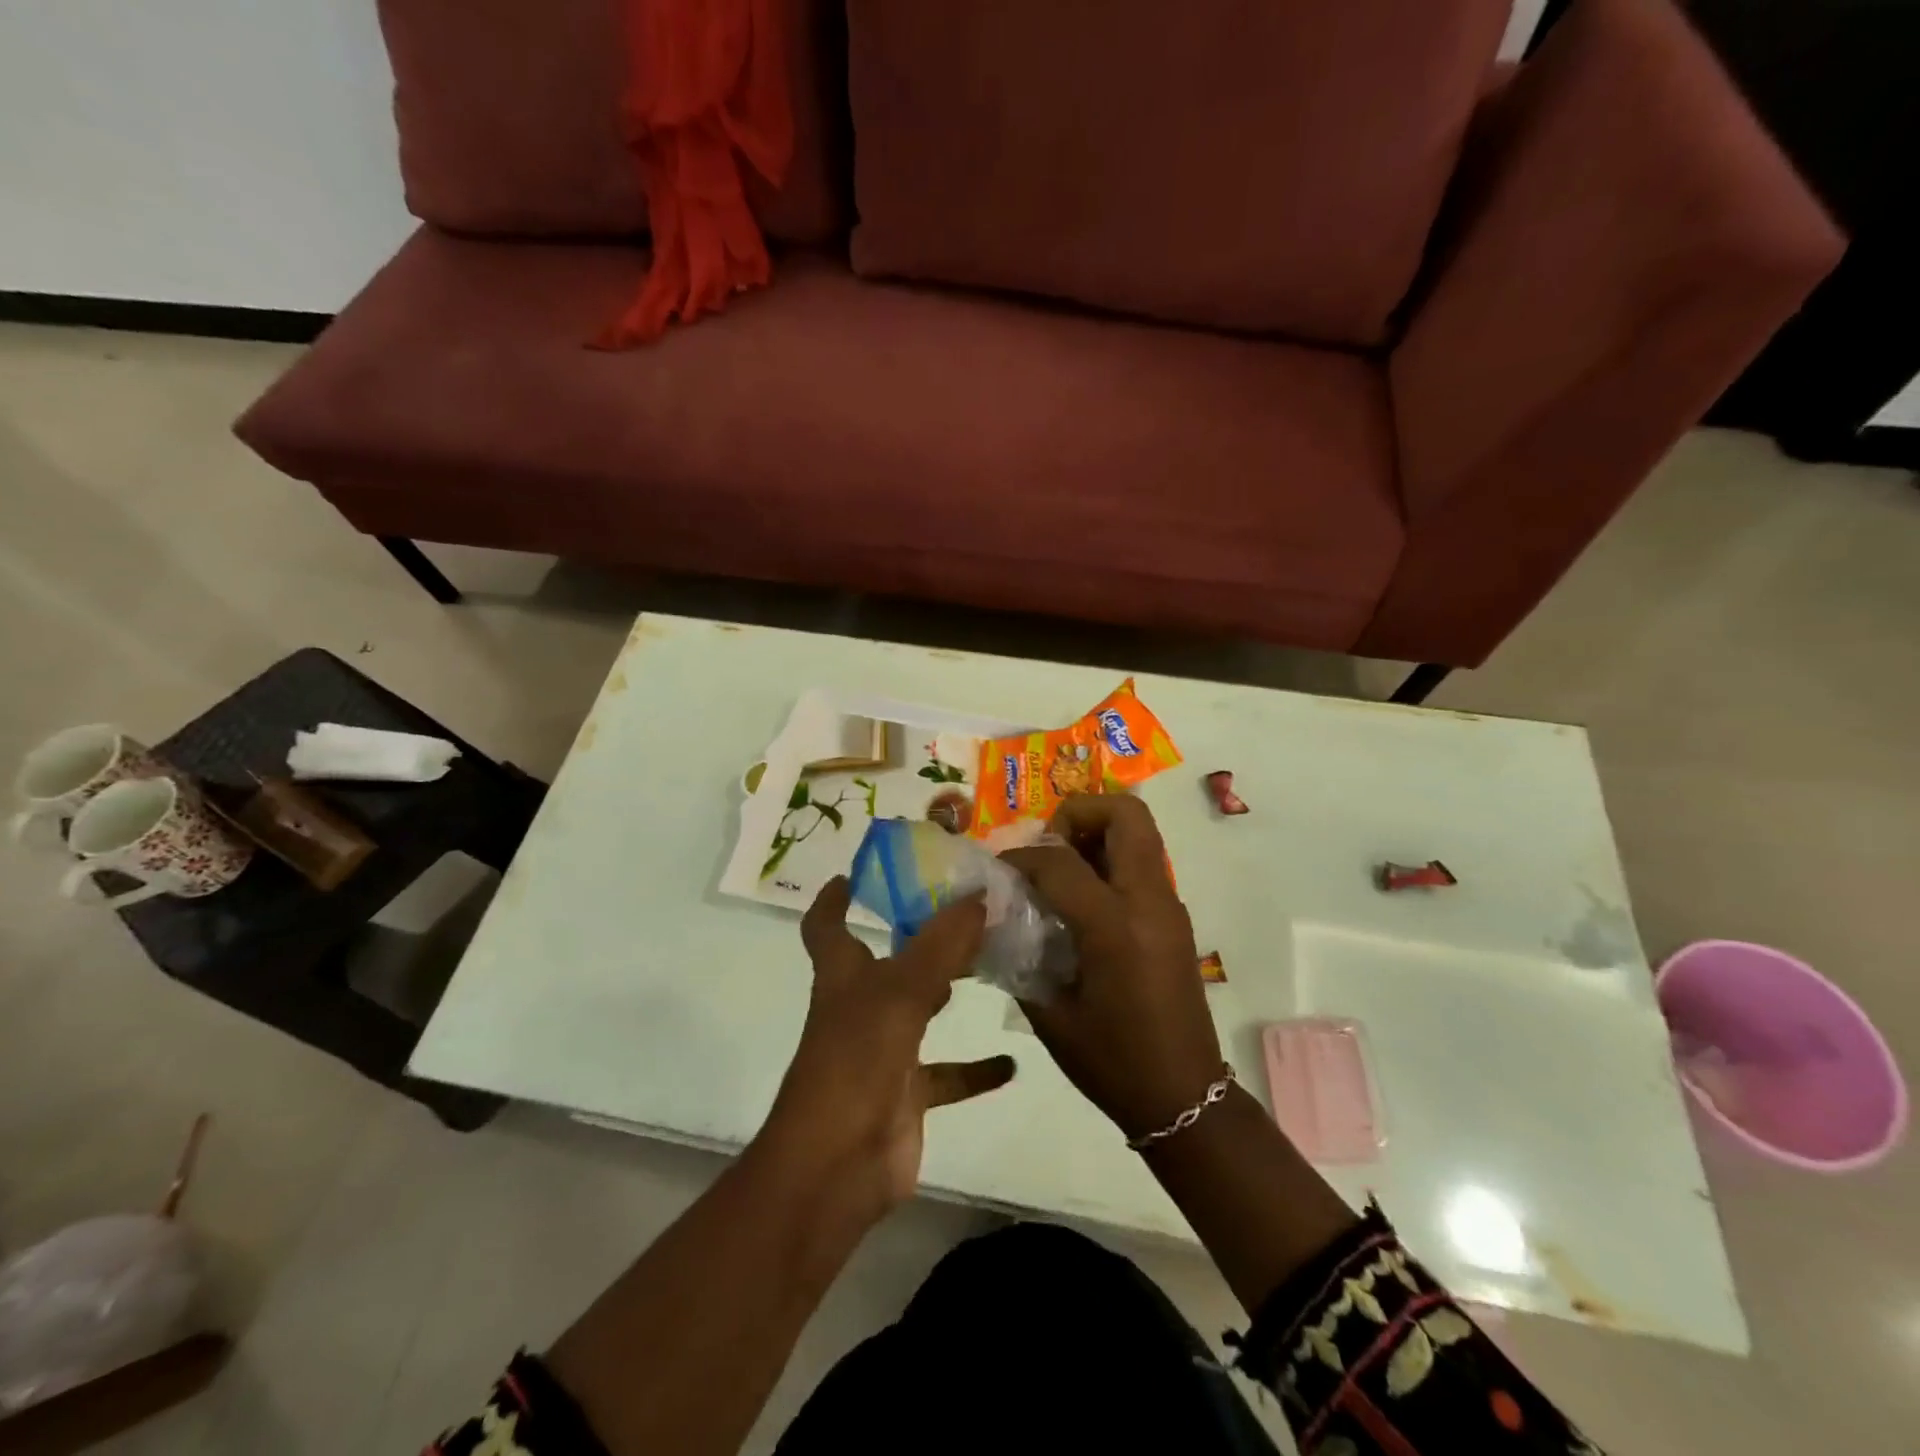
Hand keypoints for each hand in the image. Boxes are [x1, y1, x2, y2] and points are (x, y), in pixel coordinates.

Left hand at [760, 877, 1015, 1226]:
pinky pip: (946, 1075)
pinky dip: (975, 1069)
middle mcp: (859, 1008)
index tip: (856, 873)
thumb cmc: (856, 1062)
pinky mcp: (906, 1095)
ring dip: (948, 991)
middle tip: (964, 910)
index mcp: (843, 977)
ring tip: (992, 964)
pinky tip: (1011, 1063)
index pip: (827, 927)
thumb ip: (941, 944)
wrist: (836, 1167)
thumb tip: (979, 895)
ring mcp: (882, 1053)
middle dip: (917, 936)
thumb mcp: (900, 993)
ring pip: (920, 1011)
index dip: (834, 899)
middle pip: (887, 962)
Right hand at [1001, 796, 1224, 1141]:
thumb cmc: (1113, 1062)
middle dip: (1078, 813)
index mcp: (1115, 927)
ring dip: (1096, 832)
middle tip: (1047, 847)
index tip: (998, 872)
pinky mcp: (1174, 916)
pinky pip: (1142, 862)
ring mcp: (1169, 906)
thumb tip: (996, 917)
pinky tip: (1080, 901)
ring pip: (1139, 831)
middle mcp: (1149, 902)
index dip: (1020, 857)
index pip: (1059, 860)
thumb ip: (1020, 955)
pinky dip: (1109, 859)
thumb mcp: (1051, 1014)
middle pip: (1125, 814)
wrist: (1185, 1097)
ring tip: (1059, 871)